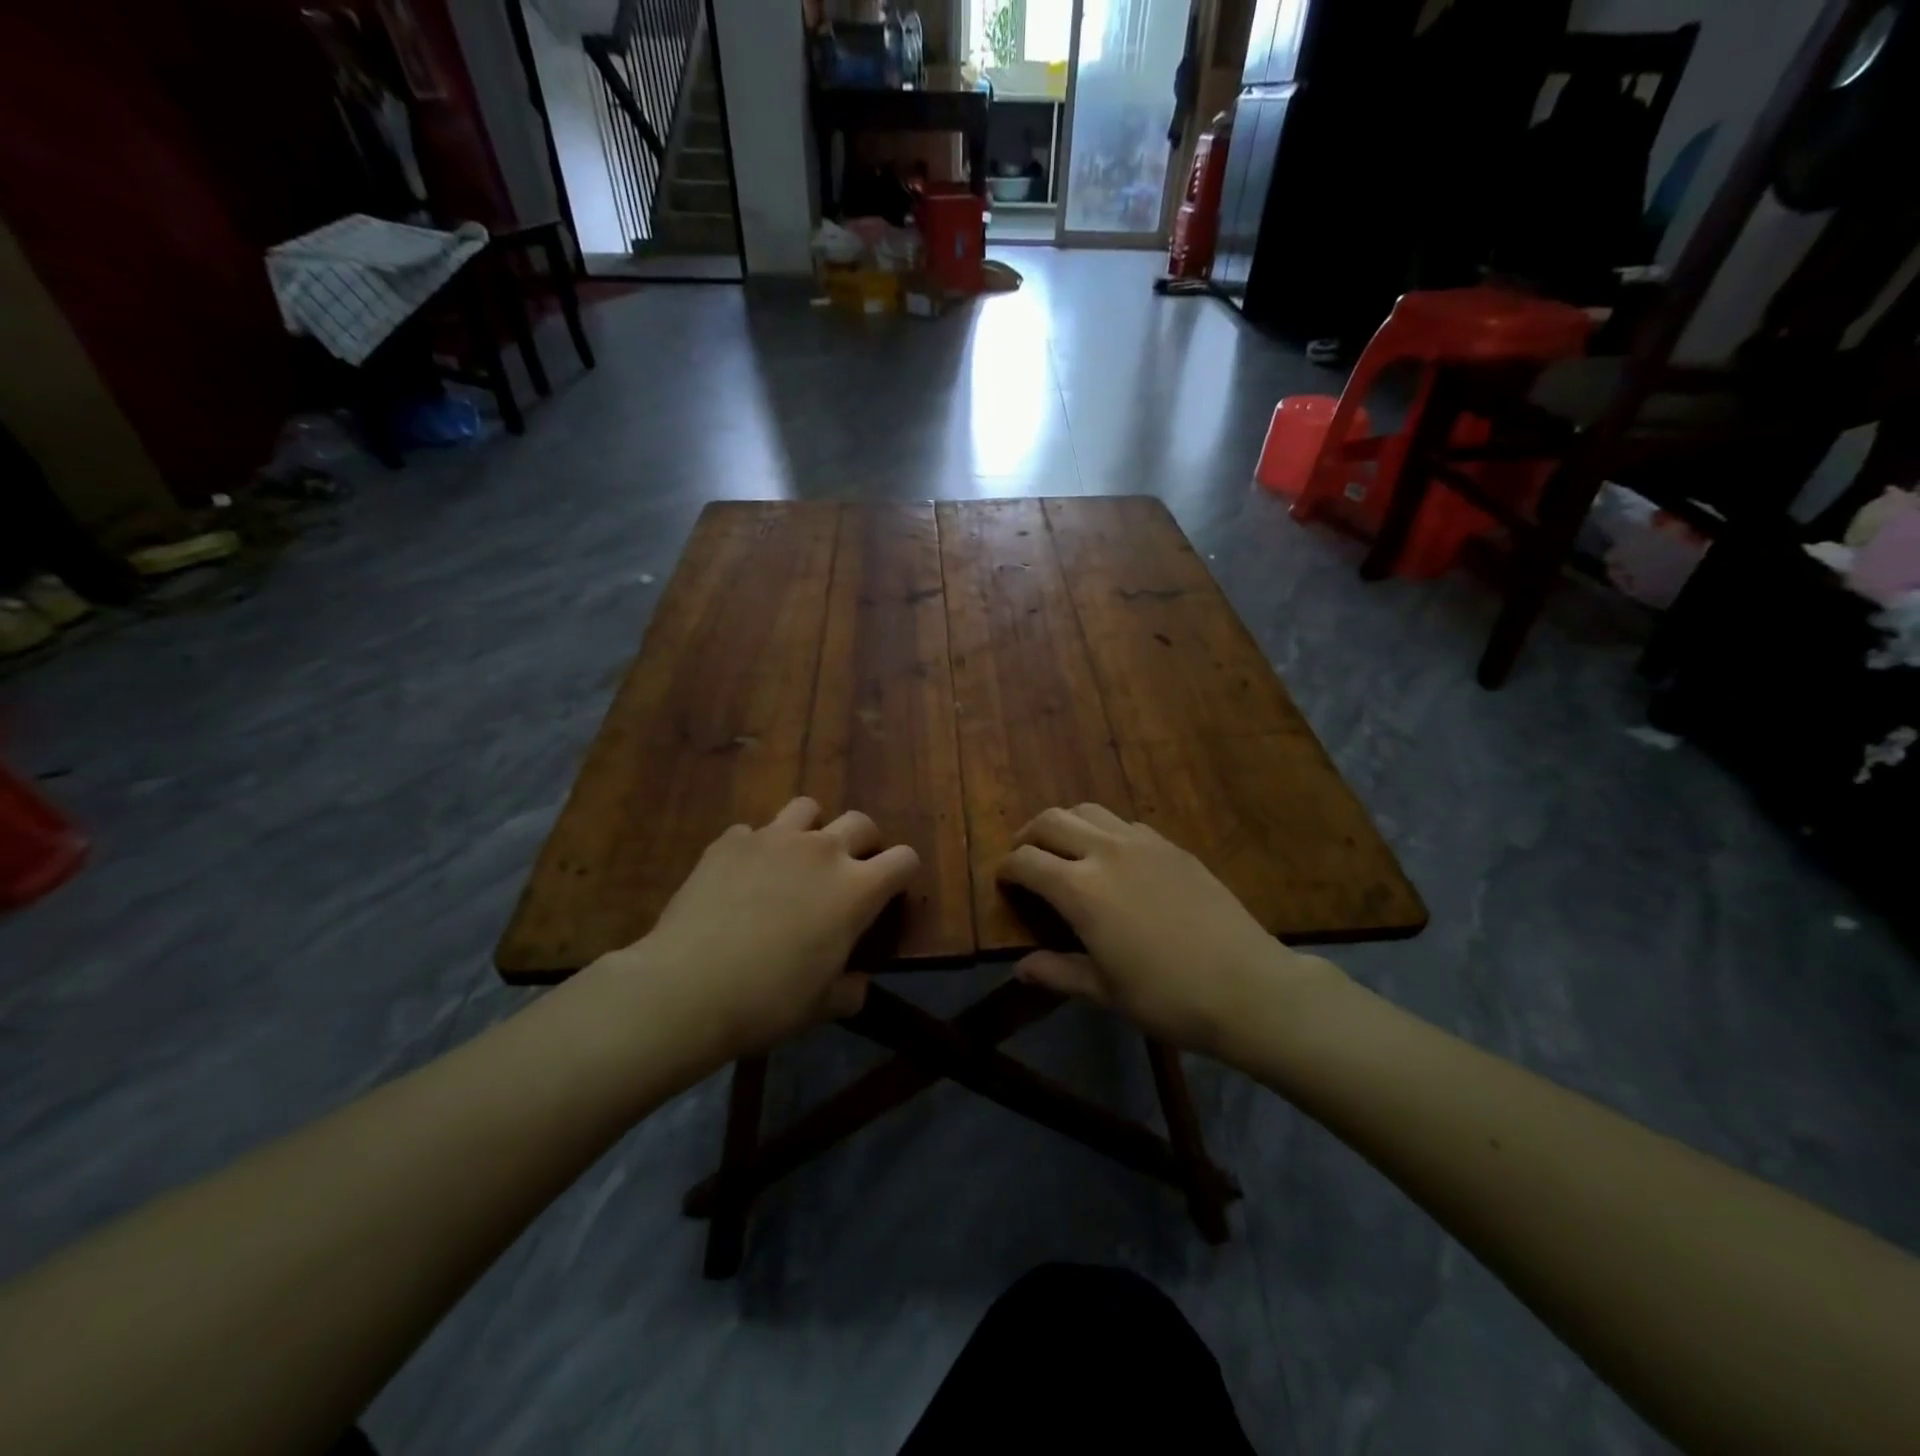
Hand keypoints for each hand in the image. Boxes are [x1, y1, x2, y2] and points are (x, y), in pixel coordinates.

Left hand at [611, 798, 918, 1059]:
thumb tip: (858, 984)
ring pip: (807, 808)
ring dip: (811, 829)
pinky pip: (752, 832)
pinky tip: (740, 878)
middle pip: (860, 822)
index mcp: (856, 889)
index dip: (902, 872)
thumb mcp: (821, 1007)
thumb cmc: (768, 1002)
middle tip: (847, 870)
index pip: (904, 859)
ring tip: (795, 859)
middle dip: (863, 842)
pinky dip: (755, 849)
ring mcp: (774, 839)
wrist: (687, 988)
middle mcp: (822, 851)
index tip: (891, 889)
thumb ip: (850, 991)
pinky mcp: (731, 841)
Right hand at [997, 804, 1338, 1055]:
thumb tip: (1019, 969)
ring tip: (1064, 850)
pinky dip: (1104, 831)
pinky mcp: (1173, 846)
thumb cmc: (1167, 997)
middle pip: (1051, 820)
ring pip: (1089, 811)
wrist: (1247, 987)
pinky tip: (1114, 859)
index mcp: (1080, 889)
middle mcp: (1105, 852)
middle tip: (1025, 858)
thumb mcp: (1104, 991)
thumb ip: (1057, 972)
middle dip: (1028, 835)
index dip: (1007, 869)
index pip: (1026, 861)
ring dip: (1066, 824)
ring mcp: (1143, 843)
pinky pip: (1125, 823)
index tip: (1003, 882)